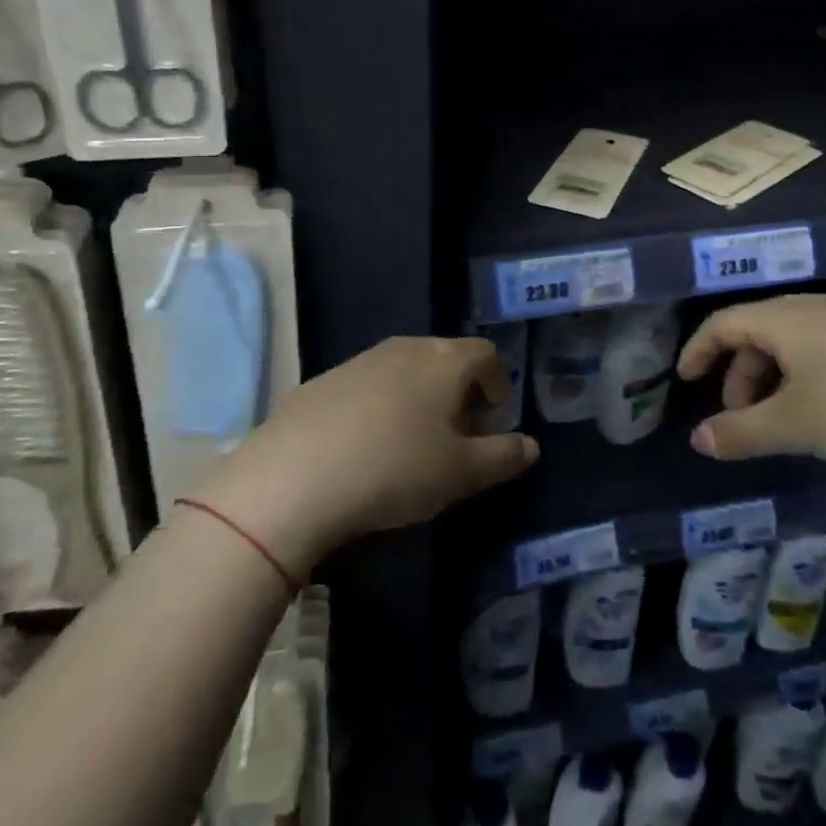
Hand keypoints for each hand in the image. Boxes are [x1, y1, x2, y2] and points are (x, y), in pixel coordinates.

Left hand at [198, 337, 538, 575]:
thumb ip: (503, 457)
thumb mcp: (460, 474)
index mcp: (444, 360)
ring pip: (404, 370)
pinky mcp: (323, 380)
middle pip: (445, 359)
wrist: (293, 477)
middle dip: (459, 393)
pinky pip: (367, 386)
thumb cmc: (394, 469)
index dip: (498, 383)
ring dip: (418, 398)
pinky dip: (379, 407)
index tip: (494, 419)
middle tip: (457, 436)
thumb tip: (531, 445)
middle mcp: (405, 348)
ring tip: (411, 444)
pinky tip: (365, 448)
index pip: (486, 355)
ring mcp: (360, 360)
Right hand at [678, 294, 825, 505]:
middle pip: (757, 331)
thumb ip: (740, 432)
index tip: (685, 379)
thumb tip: (697, 439)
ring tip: (785, 418)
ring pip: (793, 340)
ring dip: (774, 377)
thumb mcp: (793, 425)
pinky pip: (825, 347)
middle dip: (739, 373)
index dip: (698, 350)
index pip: (722, 323)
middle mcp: (811, 308)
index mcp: (780, 319)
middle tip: (741, 416)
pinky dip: (807, 374)